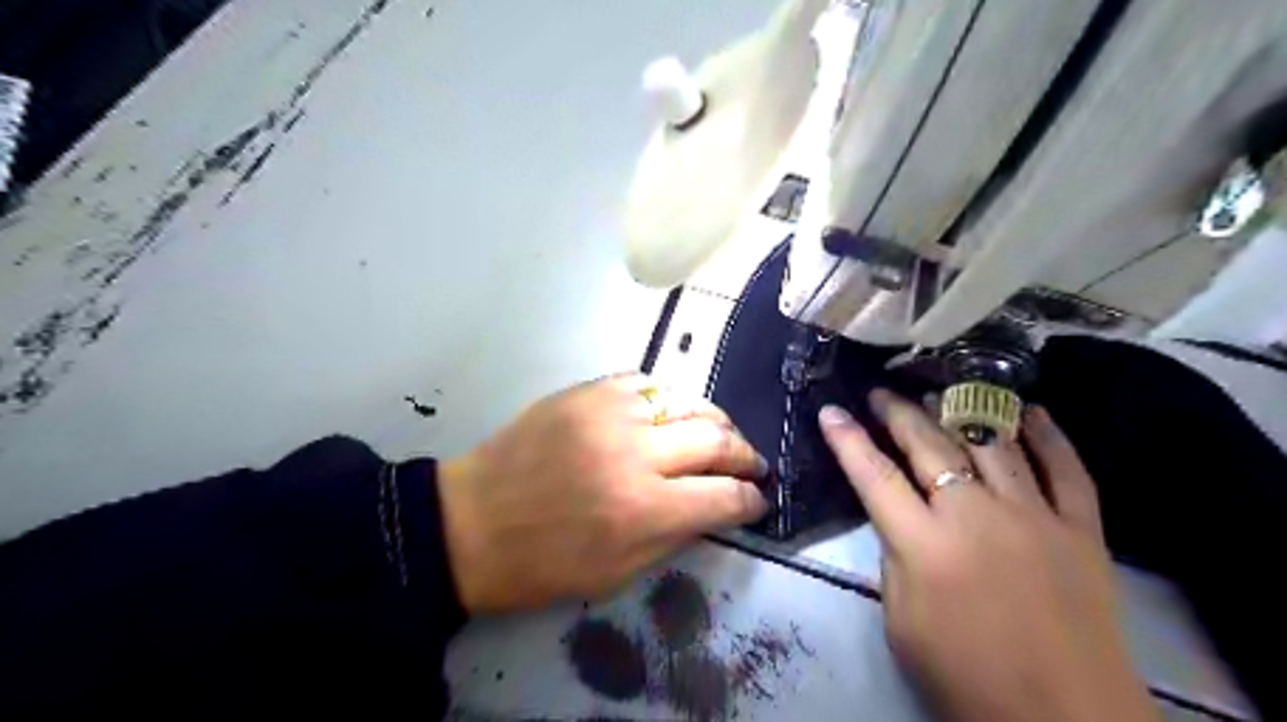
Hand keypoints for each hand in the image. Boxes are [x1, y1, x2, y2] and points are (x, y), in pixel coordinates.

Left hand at [438, 372, 766, 615]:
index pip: (724, 496)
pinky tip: (669, 414)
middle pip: (716, 438)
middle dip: (744, 454)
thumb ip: (676, 536)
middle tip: (751, 464)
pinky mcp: (586, 391)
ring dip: (713, 421)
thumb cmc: (542, 563)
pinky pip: (646, 383)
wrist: (471, 523)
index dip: (751, 499)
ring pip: (687, 401)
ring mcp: (609, 413)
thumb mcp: (617, 574)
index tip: (757, 500)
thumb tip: (717, 507)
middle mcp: (635, 453)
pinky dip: (668, 400)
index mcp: (643, 510)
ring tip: (719, 435)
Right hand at [818, 392, 1162, 720]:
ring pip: (992, 444)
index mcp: (925, 545)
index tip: (831, 411)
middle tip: (881, 394)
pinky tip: (1030, 411)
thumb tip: (900, 518)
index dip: (848, 440)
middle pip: (929, 446)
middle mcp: (976, 516)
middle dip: (897, 413)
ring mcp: (1034, 516)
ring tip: (939, 394)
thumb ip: (895, 558)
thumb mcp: (901, 622)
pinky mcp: (1081, 530)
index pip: (874, 476)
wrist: (1065, 721)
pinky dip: (1048, 435)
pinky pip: (1067, 469)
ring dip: (960, 412)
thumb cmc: (967, 677)